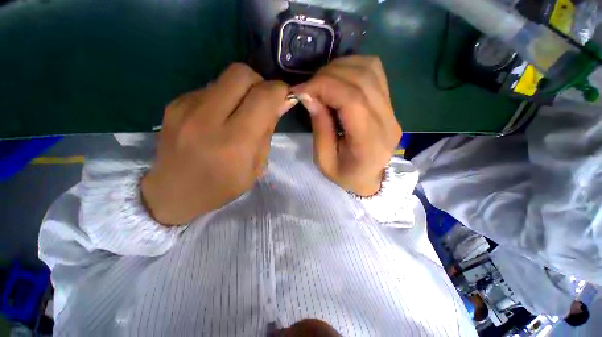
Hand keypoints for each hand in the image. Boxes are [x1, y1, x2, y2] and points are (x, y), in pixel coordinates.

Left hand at [141, 64, 294, 224]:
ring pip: (225, 77)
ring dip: (242, 90)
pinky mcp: (175, 103)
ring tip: (239, 113)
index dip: (279, 91)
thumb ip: (268, 131)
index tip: (284, 97)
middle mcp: (208, 118)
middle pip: (242, 73)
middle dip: (260, 83)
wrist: (173, 193)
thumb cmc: (222, 186)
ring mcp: (186, 107)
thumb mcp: (256, 167)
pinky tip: (219, 118)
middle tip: (262, 102)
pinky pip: (210, 88)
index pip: (263, 96)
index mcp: (234, 141)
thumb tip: (282, 103)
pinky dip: (224, 97)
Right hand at [292, 56, 401, 196]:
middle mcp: (386, 122)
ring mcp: (392, 111)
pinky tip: (338, 80)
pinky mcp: (391, 105)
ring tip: (322, 83)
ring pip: (370, 69)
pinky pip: (375, 72)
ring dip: (340, 69)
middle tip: (309, 87)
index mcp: (368, 142)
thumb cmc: (345, 175)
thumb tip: (308, 95)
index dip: (324, 86)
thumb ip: (319, 127)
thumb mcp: (324, 160)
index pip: (351, 99)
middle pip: (361, 80)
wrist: (370, 178)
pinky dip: (353, 68)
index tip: (301, 90)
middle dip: (328, 76)